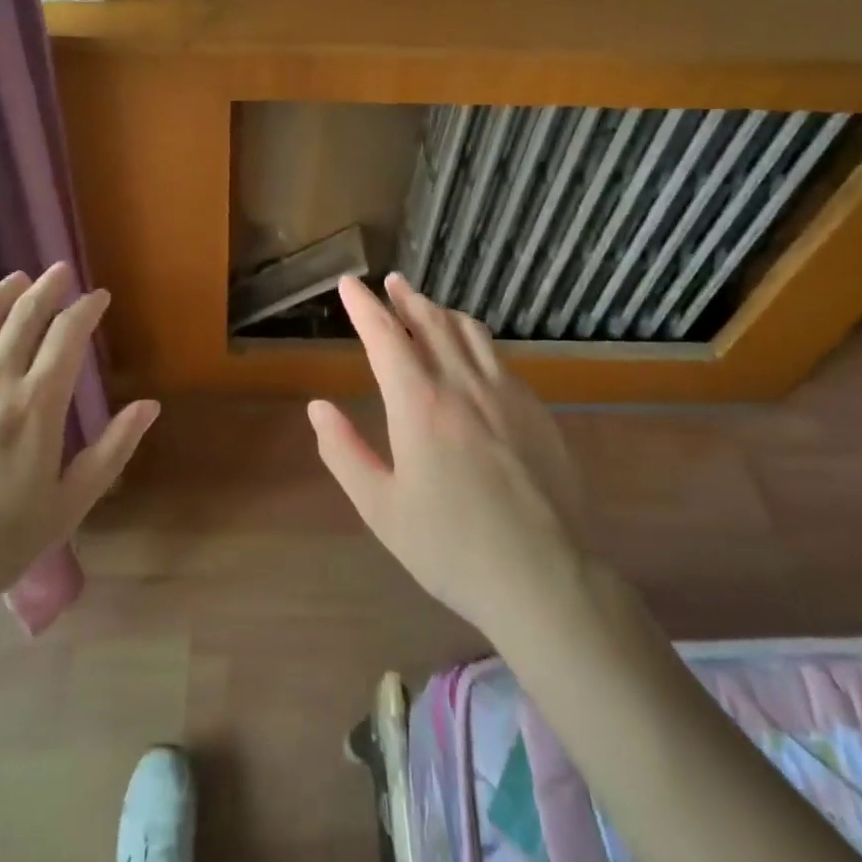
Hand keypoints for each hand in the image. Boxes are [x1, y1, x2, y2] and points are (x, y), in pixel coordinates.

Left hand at [0, 265, 159, 641]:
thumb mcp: (68, 505)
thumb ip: (111, 450)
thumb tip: (149, 405)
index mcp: (37, 405)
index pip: (68, 335)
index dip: (86, 309)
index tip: (98, 297)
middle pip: (25, 315)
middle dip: (48, 288)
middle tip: (60, 272)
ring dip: (3, 292)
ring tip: (18, 279)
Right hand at [310, 273, 594, 643]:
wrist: (544, 578)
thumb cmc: (450, 547)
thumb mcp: (381, 508)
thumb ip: (344, 452)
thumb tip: (318, 407)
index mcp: (420, 404)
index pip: (386, 336)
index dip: (364, 306)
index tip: (349, 283)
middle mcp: (463, 385)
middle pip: (432, 322)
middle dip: (407, 298)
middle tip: (392, 283)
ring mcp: (506, 394)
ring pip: (471, 333)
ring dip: (443, 312)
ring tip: (429, 307)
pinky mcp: (536, 410)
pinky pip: (499, 358)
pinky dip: (475, 341)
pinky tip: (473, 355)